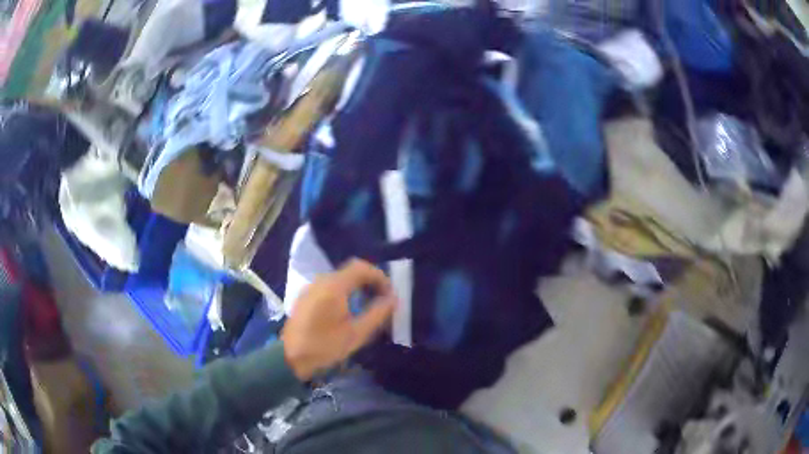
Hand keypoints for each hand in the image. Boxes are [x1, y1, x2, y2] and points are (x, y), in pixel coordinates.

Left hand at [281, 259, 396, 380]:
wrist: (290, 356)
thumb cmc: (325, 346)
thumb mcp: (357, 334)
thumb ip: (377, 313)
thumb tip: (393, 299)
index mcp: (334, 286)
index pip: (361, 268)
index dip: (379, 277)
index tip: (390, 295)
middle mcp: (322, 281)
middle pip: (351, 271)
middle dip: (370, 282)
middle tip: (382, 300)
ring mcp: (312, 287)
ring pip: (340, 278)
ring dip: (357, 287)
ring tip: (368, 306)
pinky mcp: (307, 296)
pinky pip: (330, 286)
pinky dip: (345, 292)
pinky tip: (349, 311)